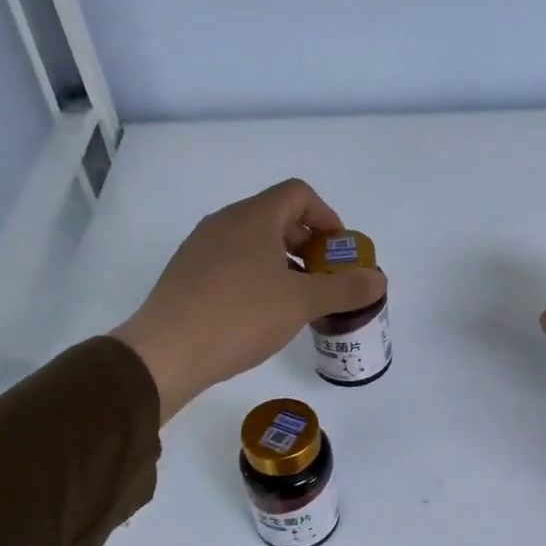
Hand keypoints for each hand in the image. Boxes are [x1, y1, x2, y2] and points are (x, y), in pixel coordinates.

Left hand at [112, 179, 385, 422]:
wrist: (166, 352)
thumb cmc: (241, 315)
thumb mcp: (302, 303)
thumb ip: (345, 289)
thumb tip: (378, 280)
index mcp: (253, 217)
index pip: (298, 194)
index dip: (327, 216)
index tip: (339, 250)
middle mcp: (225, 222)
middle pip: (277, 217)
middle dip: (309, 244)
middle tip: (326, 278)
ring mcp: (201, 248)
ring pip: (254, 242)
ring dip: (284, 262)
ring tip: (298, 299)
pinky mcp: (187, 274)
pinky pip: (233, 262)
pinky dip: (258, 275)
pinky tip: (263, 312)